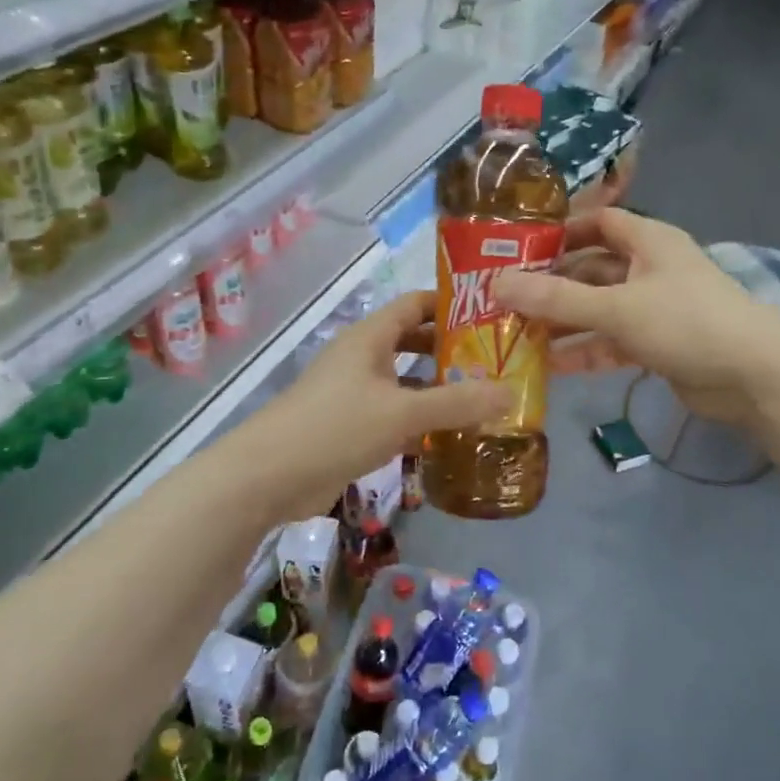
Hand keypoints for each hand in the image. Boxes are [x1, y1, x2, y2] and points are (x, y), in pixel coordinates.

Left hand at [236, 289, 510, 524]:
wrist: (268, 477)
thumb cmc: (335, 427)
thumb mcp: (402, 412)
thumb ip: (457, 403)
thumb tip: (511, 392)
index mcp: (370, 337)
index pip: (415, 304)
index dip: (451, 304)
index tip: (492, 313)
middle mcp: (362, 358)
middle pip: (412, 341)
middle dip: (450, 349)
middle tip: (496, 360)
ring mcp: (353, 393)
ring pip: (404, 381)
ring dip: (437, 388)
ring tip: (483, 397)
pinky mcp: (349, 427)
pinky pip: (393, 414)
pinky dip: (419, 420)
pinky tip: (450, 436)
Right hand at [492, 209, 779, 425]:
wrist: (755, 377)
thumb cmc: (686, 322)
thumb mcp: (616, 308)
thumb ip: (556, 299)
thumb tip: (496, 285)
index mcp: (648, 241)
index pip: (597, 222)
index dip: (560, 232)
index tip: (518, 250)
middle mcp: (649, 269)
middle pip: (591, 269)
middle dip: (552, 285)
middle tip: (505, 301)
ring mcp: (654, 308)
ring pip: (598, 309)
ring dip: (563, 322)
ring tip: (517, 336)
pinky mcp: (658, 344)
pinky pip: (612, 341)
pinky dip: (585, 350)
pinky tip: (550, 366)